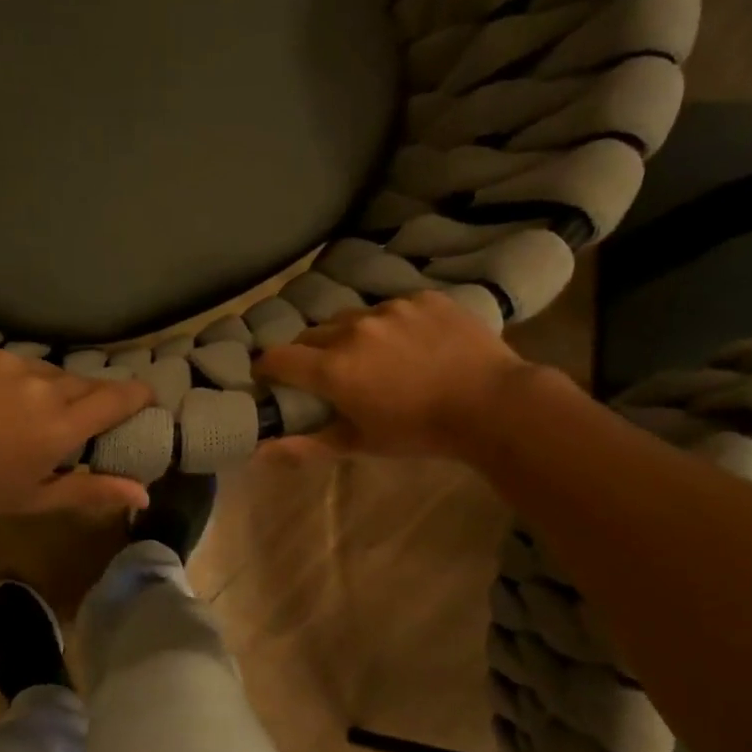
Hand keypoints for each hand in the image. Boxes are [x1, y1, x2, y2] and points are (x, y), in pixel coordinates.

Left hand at [0, 339, 153, 513]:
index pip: (116, 399)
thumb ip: (91, 491)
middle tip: (62, 418)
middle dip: (80, 398)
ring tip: (9, 410)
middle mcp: (42, 384)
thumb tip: (144, 495)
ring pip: (38, 369)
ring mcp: (6, 359)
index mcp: (60, 425)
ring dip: (36, 387)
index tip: (146, 396)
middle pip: (79, 383)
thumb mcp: (34, 498)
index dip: (137, 395)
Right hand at [255, 291, 535, 464]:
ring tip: (372, 356)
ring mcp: (390, 308)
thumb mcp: (360, 443)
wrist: (491, 404)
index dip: (267, 368)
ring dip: (350, 335)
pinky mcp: (423, 298)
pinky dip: (390, 324)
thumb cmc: (418, 431)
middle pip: (312, 334)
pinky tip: (411, 343)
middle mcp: (353, 329)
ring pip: (352, 317)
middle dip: (309, 353)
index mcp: (332, 368)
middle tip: (324, 374)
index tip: (269, 378)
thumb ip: (307, 445)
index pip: (278, 358)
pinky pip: (392, 306)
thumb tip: (260, 453)